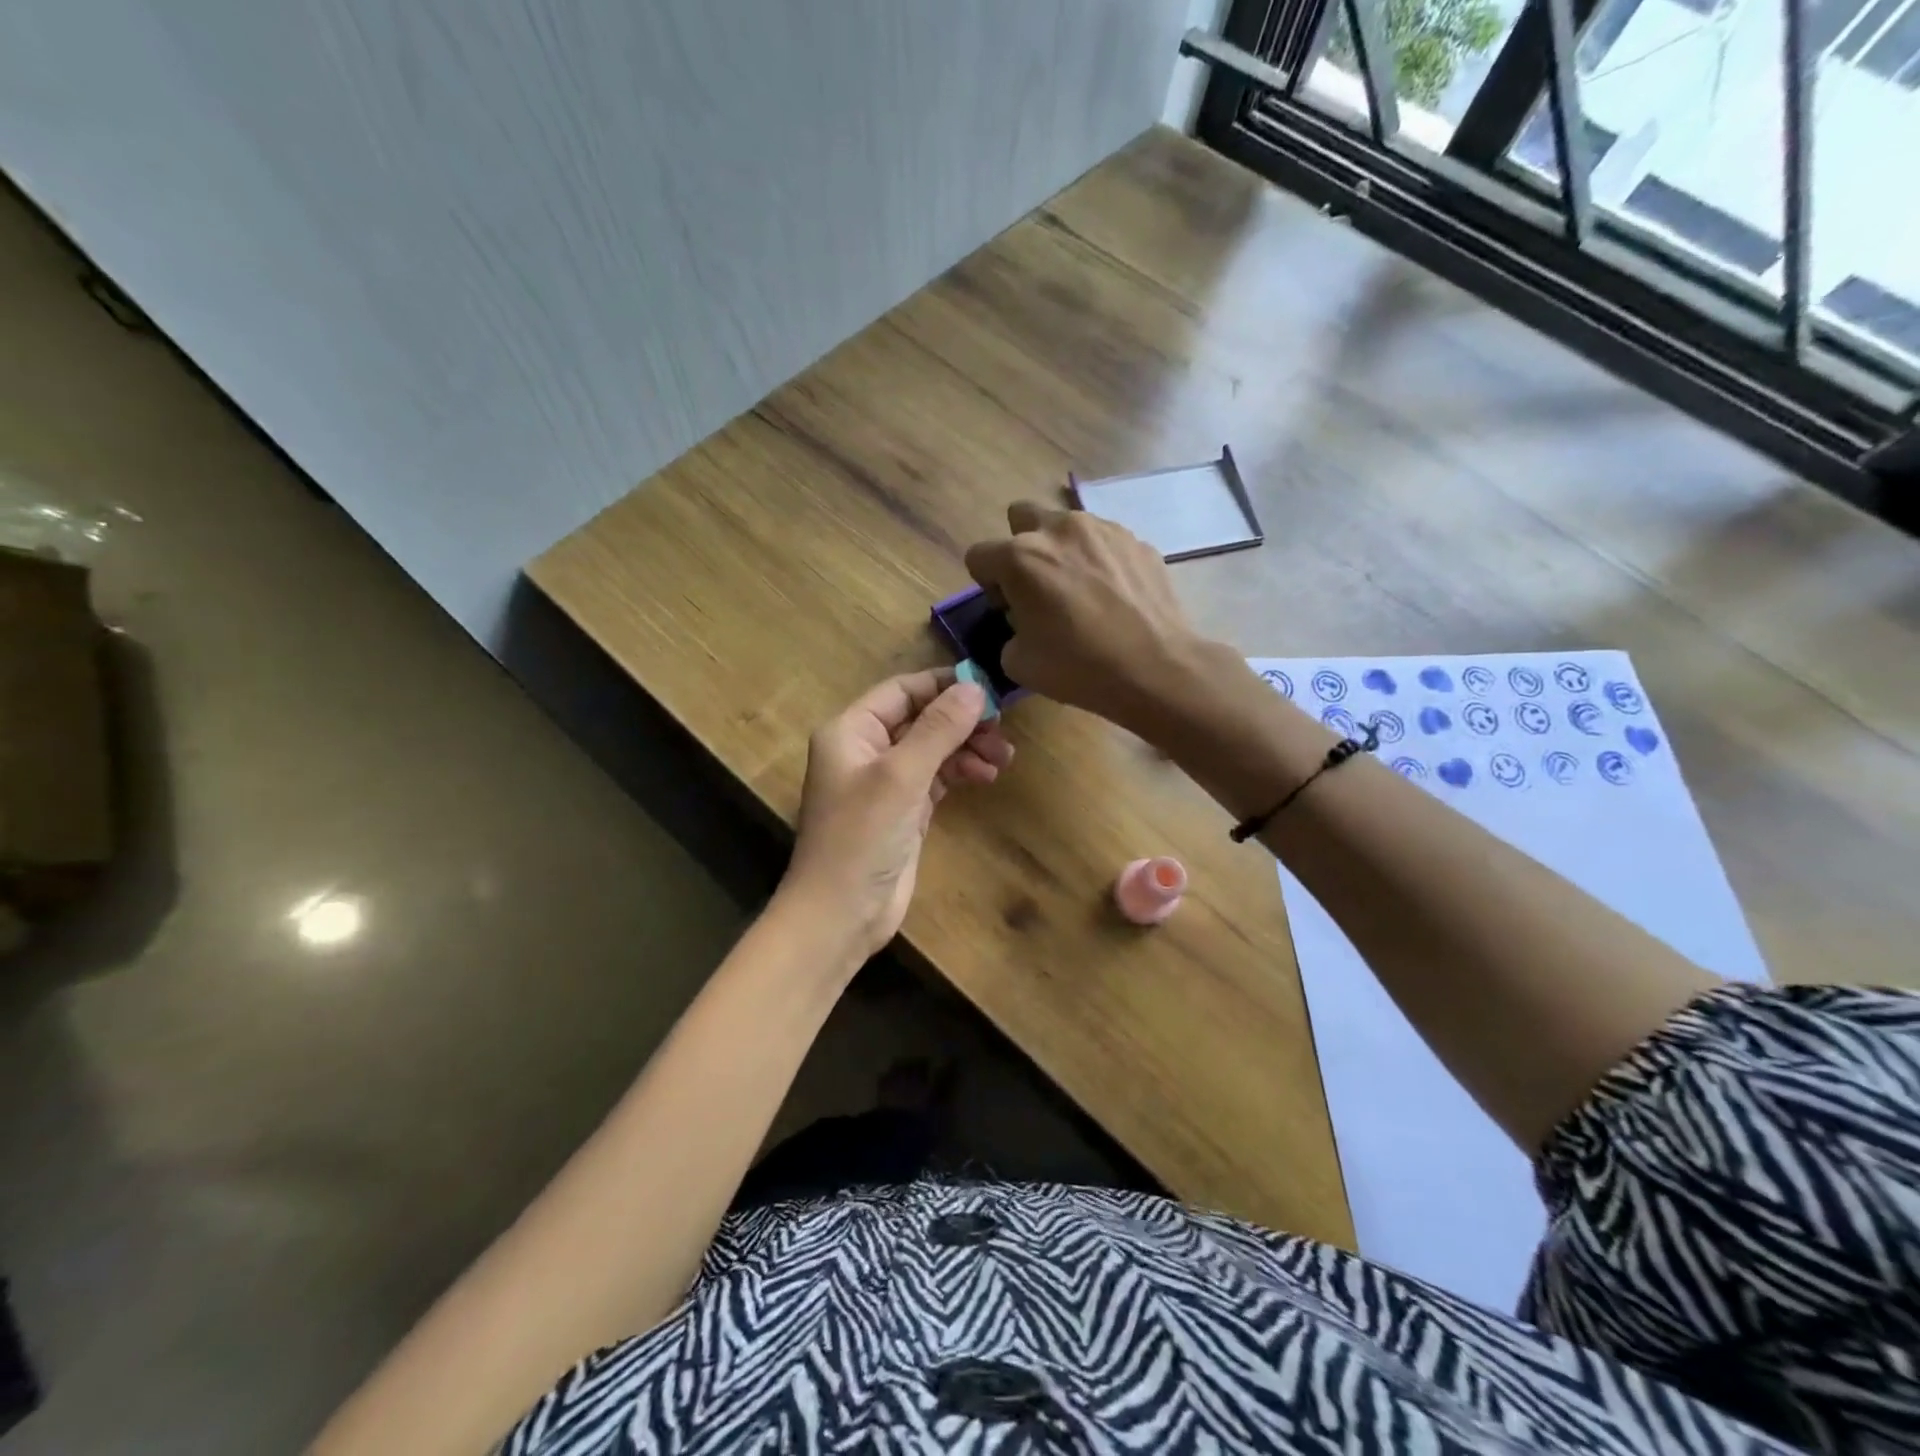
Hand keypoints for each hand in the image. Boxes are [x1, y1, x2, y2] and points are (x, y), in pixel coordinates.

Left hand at [781, 669, 1013, 962]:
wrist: (841, 913)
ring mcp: (886, 782)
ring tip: (1003, 756)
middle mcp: (866, 750)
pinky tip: (988, 774)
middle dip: (961, 721)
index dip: (944, 685)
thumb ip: (938, 729)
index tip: (988, 689)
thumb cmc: (862, 836)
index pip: (902, 690)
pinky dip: (961, 772)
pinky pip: (937, 778)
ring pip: (933, 749)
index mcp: (851, 730)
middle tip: (1001, 729)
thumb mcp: (902, 775)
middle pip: (921, 718)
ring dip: (967, 747)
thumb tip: (975, 688)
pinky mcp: (904, 811)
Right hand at [963, 502, 1204, 736]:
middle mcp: (1059, 529)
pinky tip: (1113, 597)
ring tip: (1082, 591)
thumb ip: (1009, 632)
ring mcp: (1103, 529)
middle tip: (1038, 586)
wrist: (1156, 668)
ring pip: (1067, 526)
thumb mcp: (1018, 663)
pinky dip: (1099, 561)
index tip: (1008, 610)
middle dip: (1021, 546)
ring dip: (1063, 550)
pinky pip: (1104, 542)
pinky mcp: (1137, 540)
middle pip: (1021, 516)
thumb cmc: (1079, 667)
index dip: (987, 586)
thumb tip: (1023, 623)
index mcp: (1020, 557)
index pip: (978, 556)